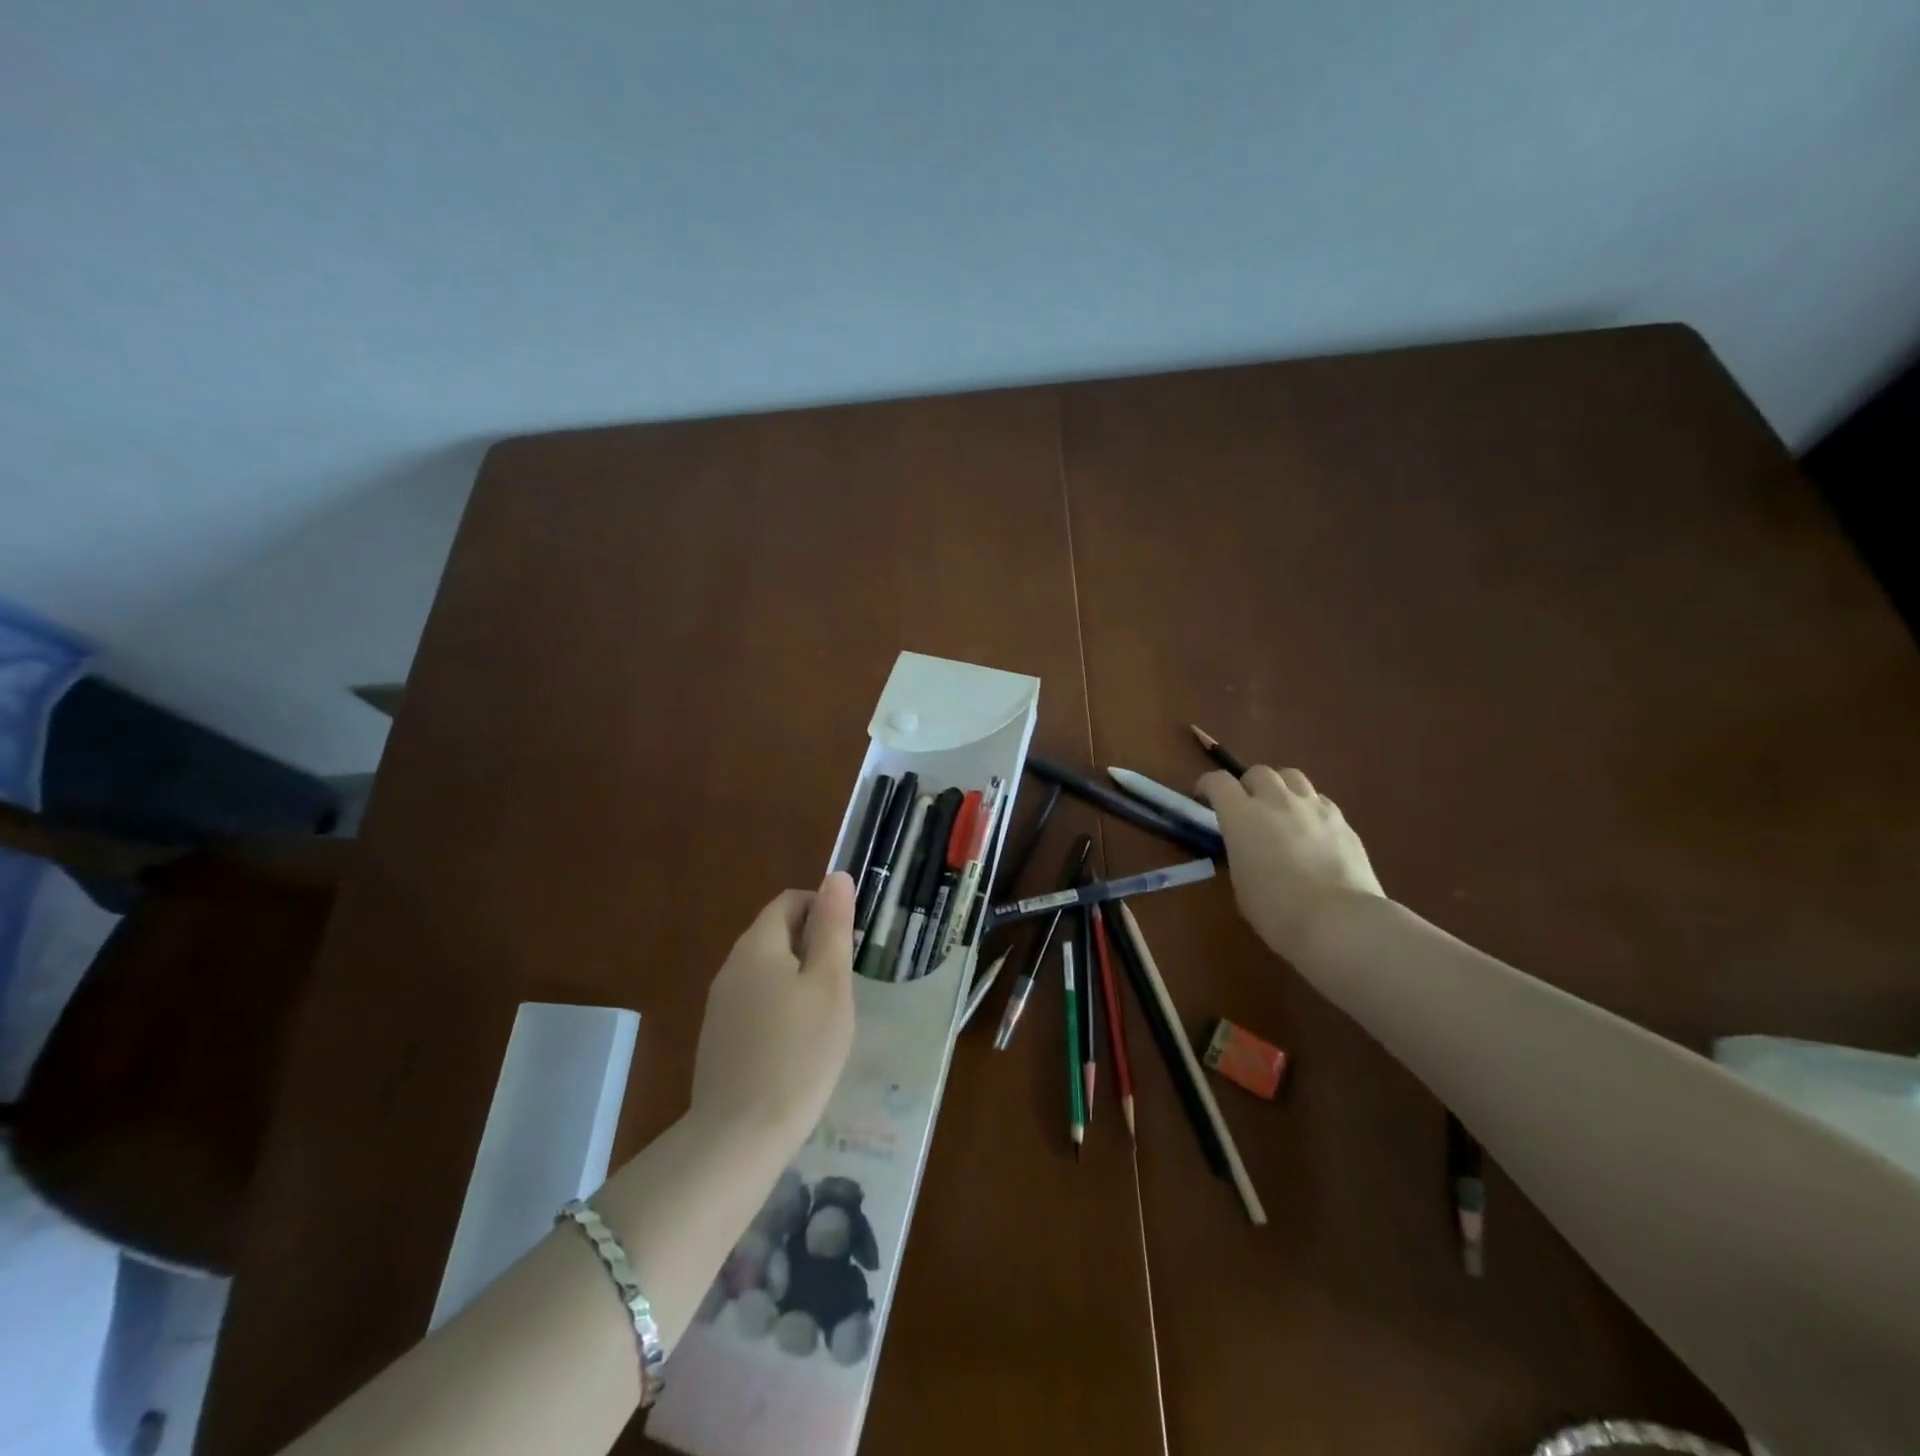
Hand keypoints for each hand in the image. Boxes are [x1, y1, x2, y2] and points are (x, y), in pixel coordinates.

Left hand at [689, 872, 856, 1147]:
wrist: (740, 1134)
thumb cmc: (799, 1051)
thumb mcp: (829, 984)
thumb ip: (833, 927)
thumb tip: (835, 876)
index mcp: (758, 945)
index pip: (789, 902)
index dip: (823, 908)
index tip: (850, 941)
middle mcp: (731, 966)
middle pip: (775, 934)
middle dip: (813, 945)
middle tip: (845, 980)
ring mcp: (720, 1004)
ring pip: (766, 970)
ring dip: (798, 977)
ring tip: (827, 1013)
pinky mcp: (718, 1037)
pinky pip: (755, 1002)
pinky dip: (780, 1006)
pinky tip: (798, 1043)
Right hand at [1198, 765, 1384, 959]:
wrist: (1339, 921)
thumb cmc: (1276, 910)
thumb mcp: (1240, 882)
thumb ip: (1241, 852)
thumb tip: (1248, 847)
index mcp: (1242, 816)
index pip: (1218, 781)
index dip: (1208, 785)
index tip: (1204, 798)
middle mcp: (1276, 801)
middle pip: (1258, 772)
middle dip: (1248, 785)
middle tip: (1248, 808)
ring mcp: (1313, 807)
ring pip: (1292, 776)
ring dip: (1281, 788)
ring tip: (1282, 811)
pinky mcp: (1342, 820)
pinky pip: (1320, 800)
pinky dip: (1309, 807)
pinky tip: (1312, 830)